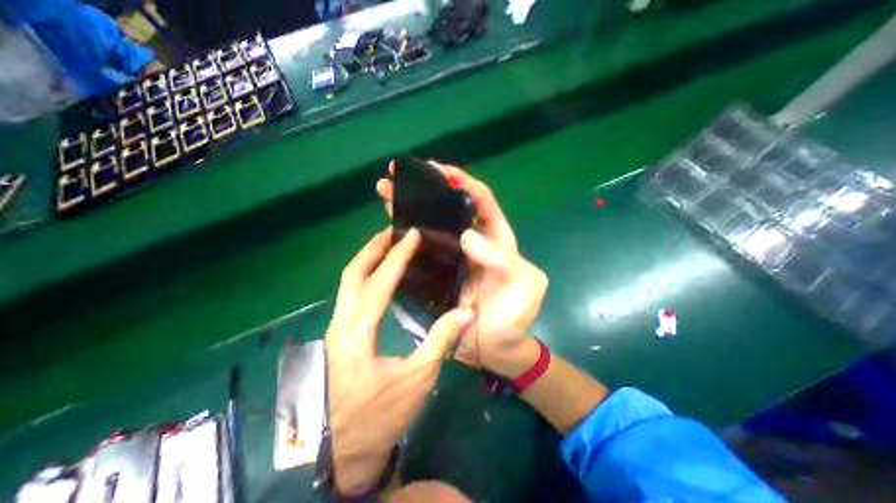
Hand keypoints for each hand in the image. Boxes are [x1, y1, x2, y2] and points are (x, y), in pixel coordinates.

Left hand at [325, 226, 474, 491]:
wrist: (341, 451)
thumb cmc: (378, 416)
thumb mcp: (416, 378)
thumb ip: (441, 340)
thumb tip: (467, 312)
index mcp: (357, 332)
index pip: (378, 282)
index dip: (397, 256)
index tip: (411, 235)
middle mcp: (341, 323)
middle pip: (352, 274)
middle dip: (372, 249)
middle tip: (392, 232)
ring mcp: (337, 328)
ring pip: (348, 283)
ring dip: (367, 260)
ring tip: (388, 246)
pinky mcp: (340, 335)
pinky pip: (351, 295)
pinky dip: (365, 277)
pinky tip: (381, 275)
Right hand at [375, 160, 549, 376]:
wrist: (496, 346)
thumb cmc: (515, 315)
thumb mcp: (525, 285)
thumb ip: (504, 260)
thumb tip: (468, 236)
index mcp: (496, 238)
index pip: (479, 199)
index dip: (460, 181)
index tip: (435, 170)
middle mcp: (472, 241)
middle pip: (448, 208)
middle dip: (424, 190)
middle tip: (396, 178)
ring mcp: (452, 256)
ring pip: (431, 225)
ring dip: (409, 209)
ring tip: (384, 196)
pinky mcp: (437, 273)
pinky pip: (420, 250)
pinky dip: (406, 238)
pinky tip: (388, 229)